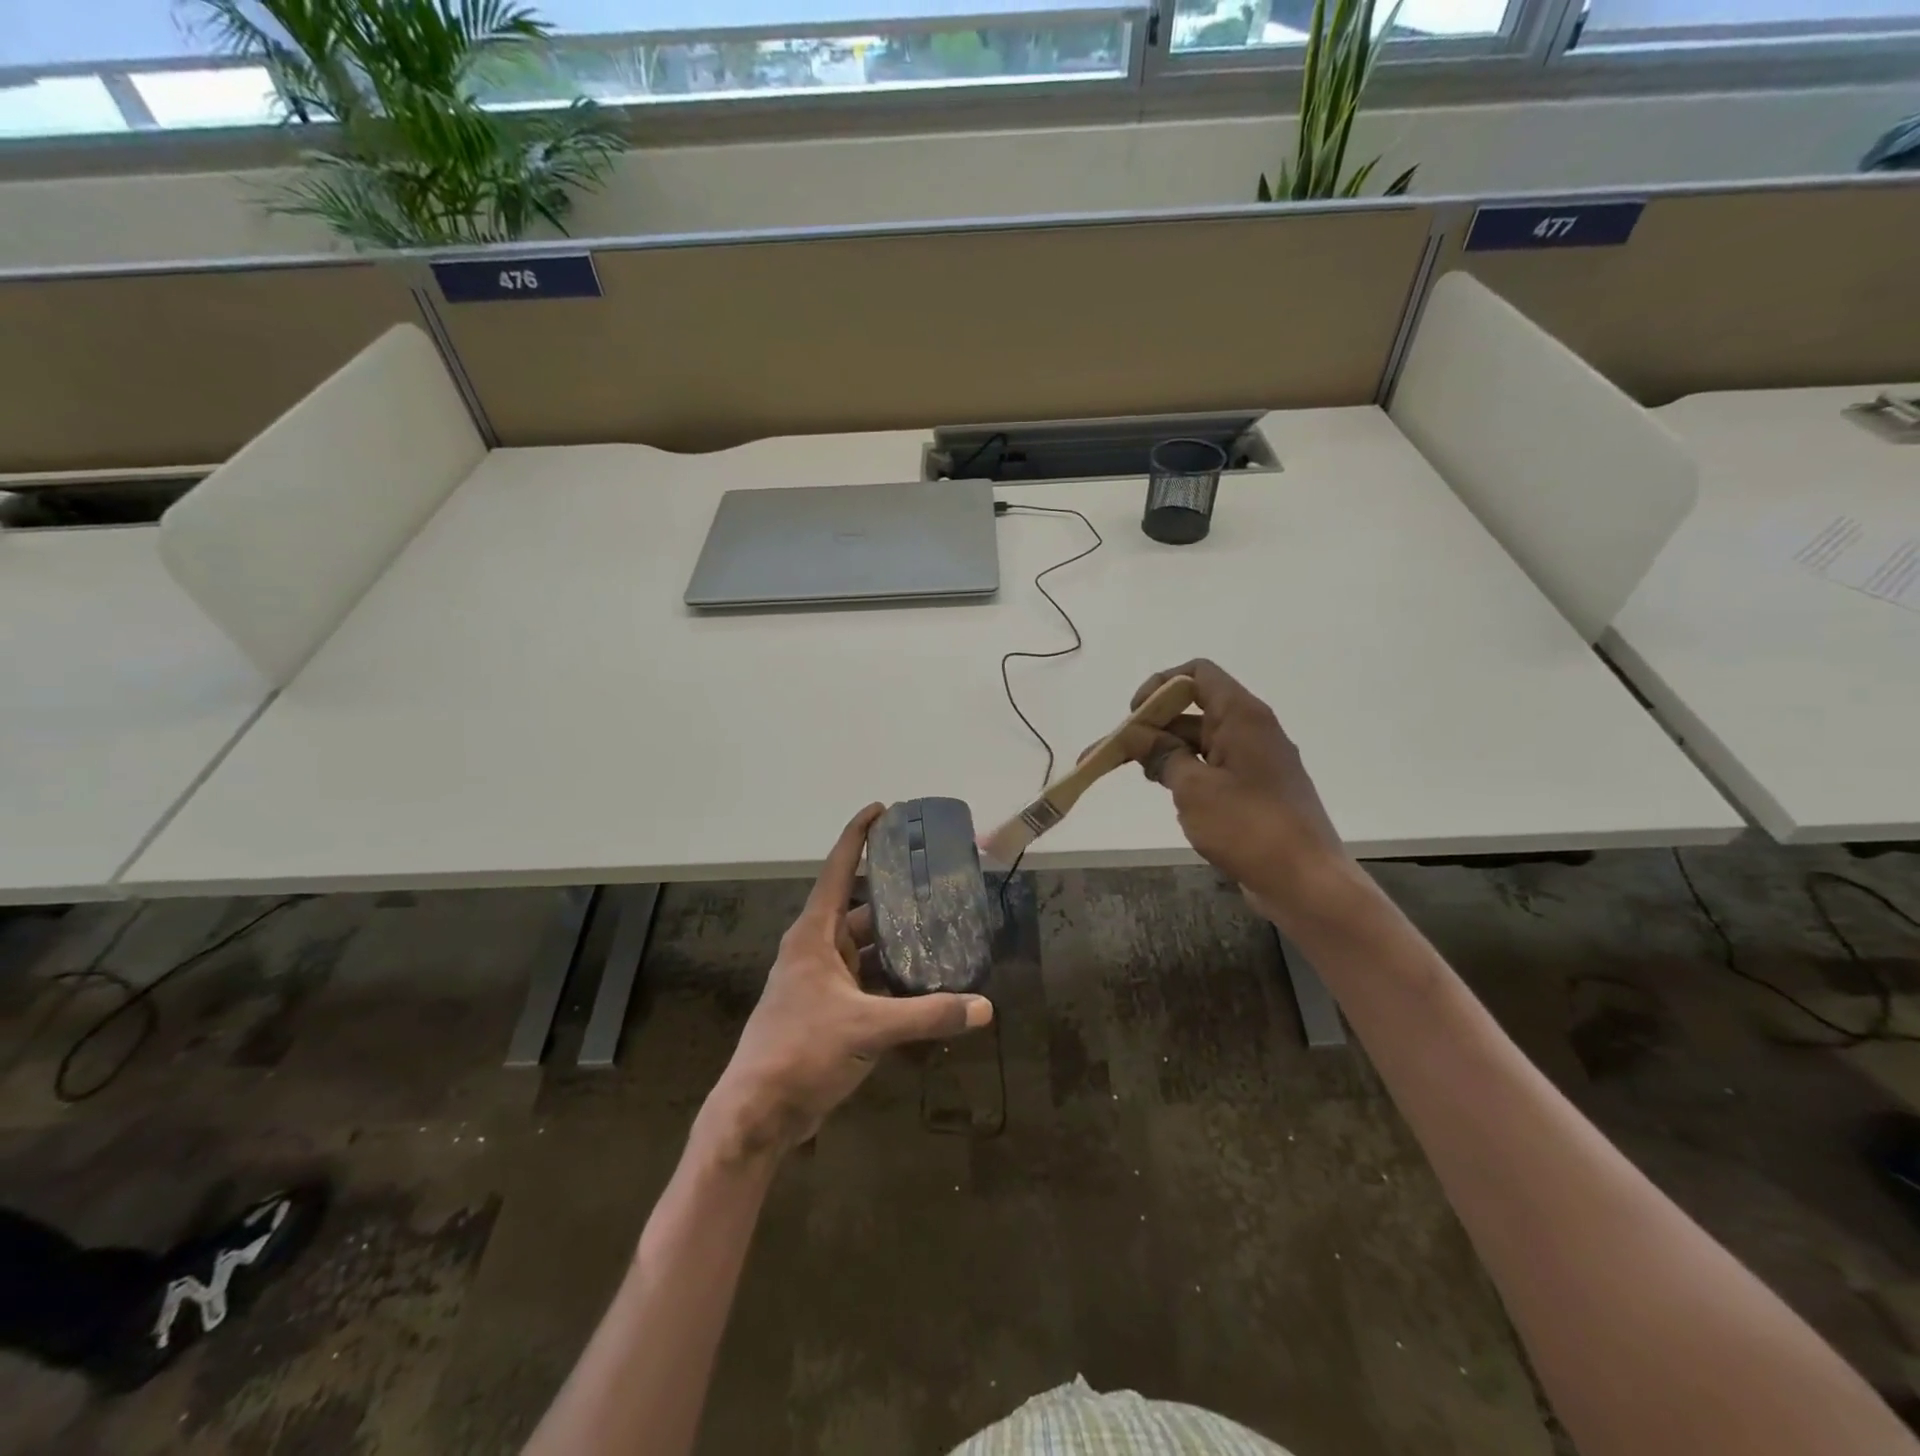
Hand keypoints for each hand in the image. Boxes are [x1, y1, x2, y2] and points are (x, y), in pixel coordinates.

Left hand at [699, 805, 993, 1162]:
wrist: (758, 1113)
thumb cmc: (801, 1051)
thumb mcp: (868, 1028)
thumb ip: (927, 1015)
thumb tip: (984, 1008)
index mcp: (814, 935)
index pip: (837, 870)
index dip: (858, 836)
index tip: (882, 808)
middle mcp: (817, 949)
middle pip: (859, 907)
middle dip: (895, 893)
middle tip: (936, 880)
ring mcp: (822, 981)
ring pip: (867, 948)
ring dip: (898, 941)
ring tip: (942, 928)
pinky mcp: (830, 1010)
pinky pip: (868, 980)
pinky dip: (894, 978)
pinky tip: (927, 980)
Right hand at [1117, 660, 1355, 922]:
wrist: (1306, 882)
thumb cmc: (1248, 826)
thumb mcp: (1193, 788)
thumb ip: (1162, 755)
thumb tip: (1137, 736)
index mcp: (1242, 716)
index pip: (1197, 674)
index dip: (1160, 686)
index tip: (1134, 716)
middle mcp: (1251, 730)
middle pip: (1193, 709)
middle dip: (1152, 726)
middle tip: (1114, 753)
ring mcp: (1255, 762)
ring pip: (1200, 742)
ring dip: (1166, 752)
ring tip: (1134, 775)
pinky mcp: (1255, 791)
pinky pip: (1213, 768)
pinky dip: (1187, 773)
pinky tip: (1168, 795)